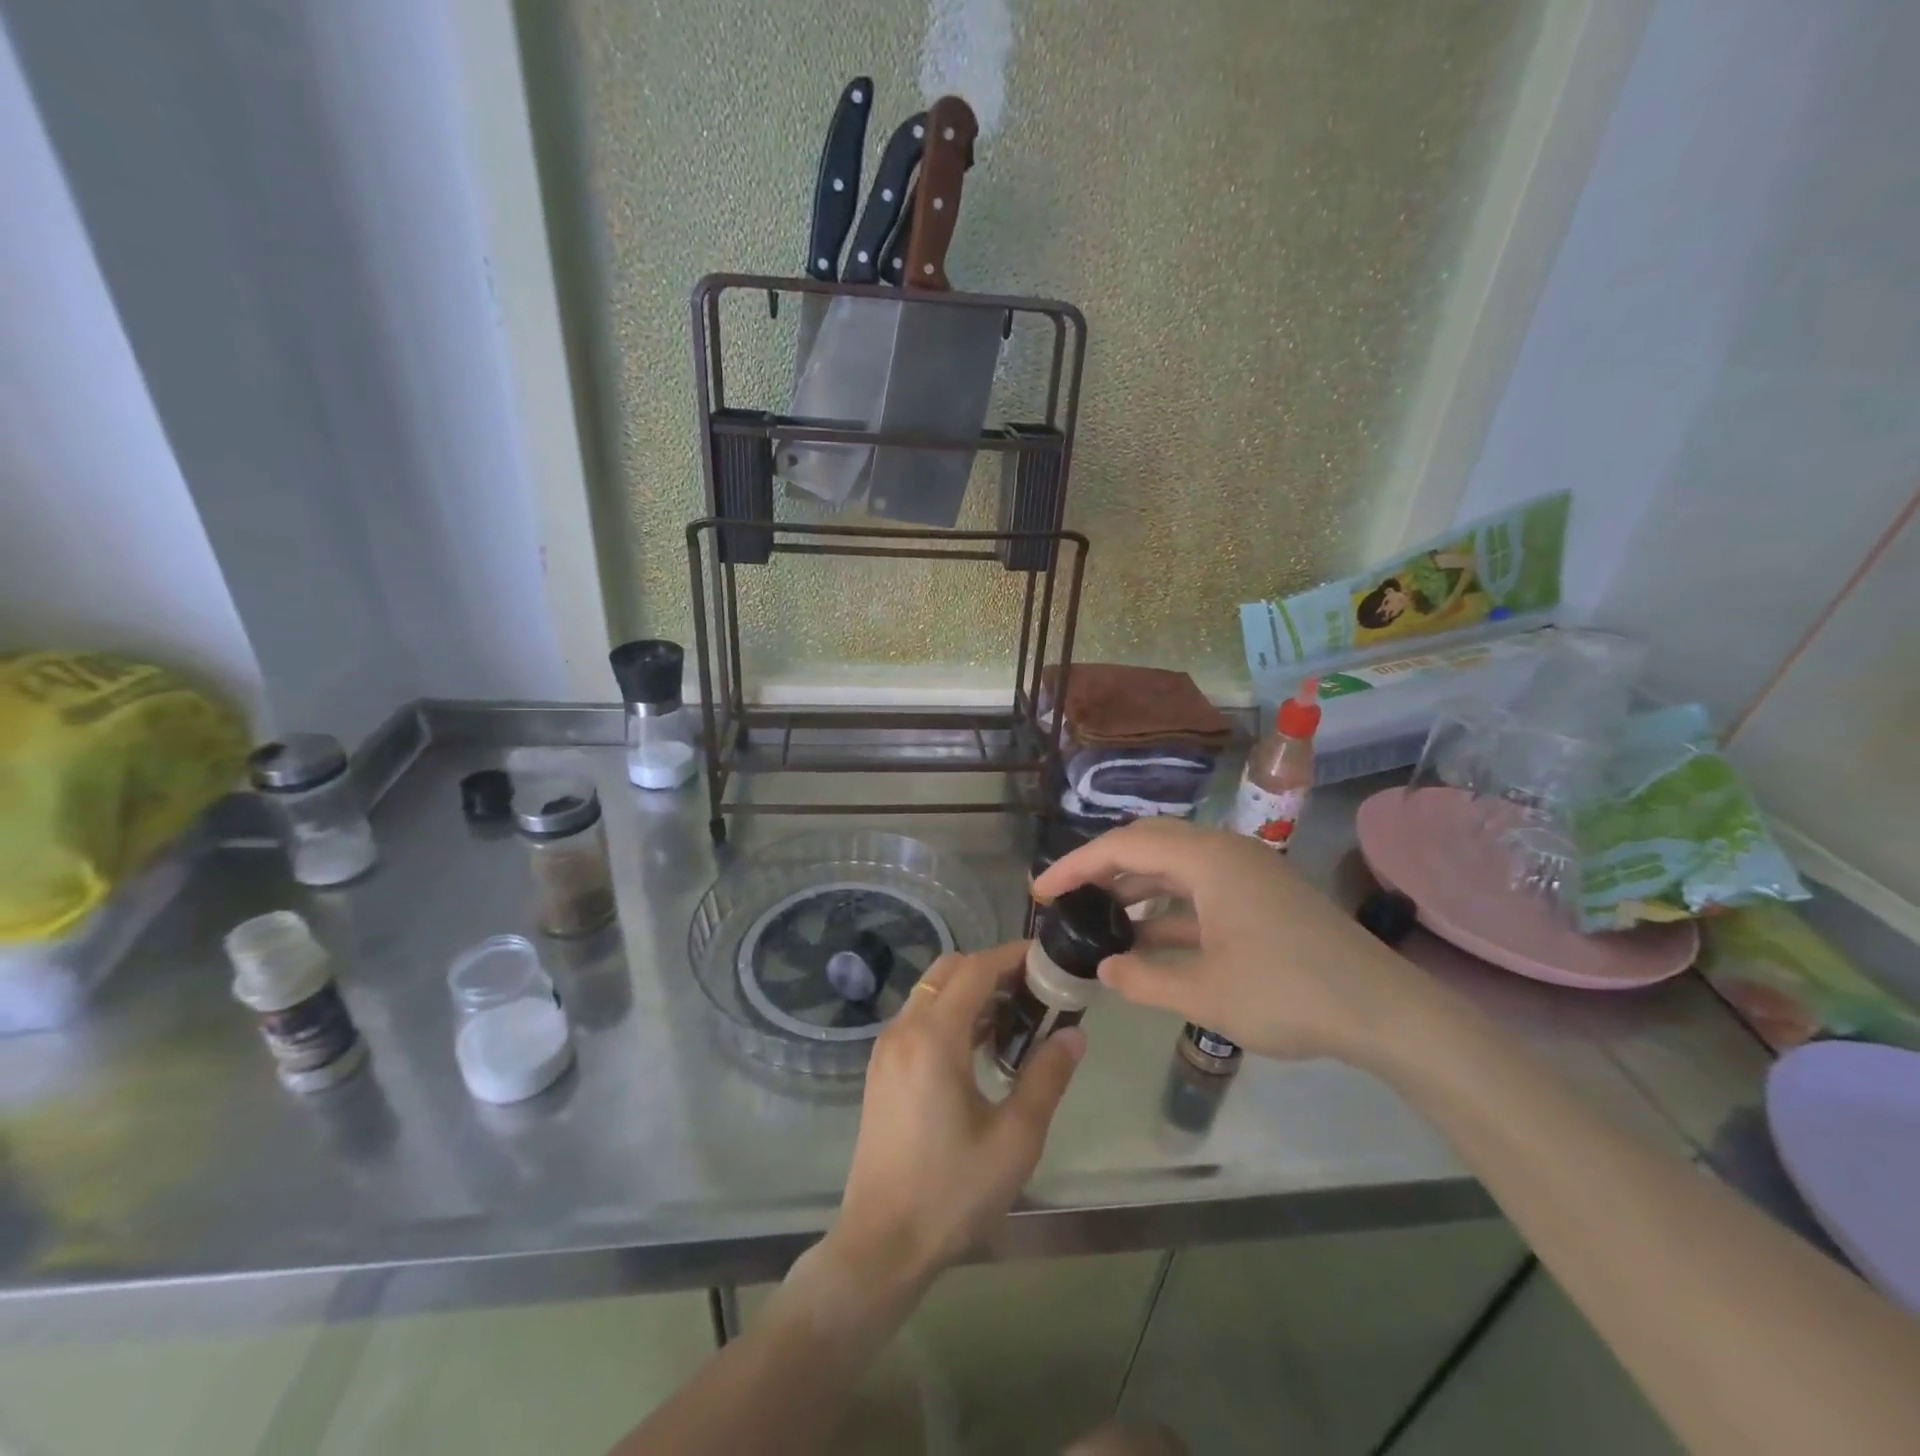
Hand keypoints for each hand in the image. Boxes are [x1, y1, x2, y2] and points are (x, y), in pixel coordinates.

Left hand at [822, 942, 1084, 1293]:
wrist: (881, 1243)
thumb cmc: (952, 1192)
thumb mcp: (1015, 1138)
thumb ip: (1046, 1078)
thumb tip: (1075, 1035)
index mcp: (934, 1038)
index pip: (975, 968)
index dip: (1012, 956)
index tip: (1048, 961)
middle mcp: (904, 1029)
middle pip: (950, 971)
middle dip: (992, 969)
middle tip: (1034, 992)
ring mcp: (887, 1048)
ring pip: (932, 992)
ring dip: (971, 992)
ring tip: (1015, 1019)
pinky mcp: (881, 1068)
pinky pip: (919, 1018)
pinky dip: (950, 1013)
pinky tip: (979, 1048)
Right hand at [1033, 818, 1428, 1067]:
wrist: (1385, 1013)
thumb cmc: (1290, 995)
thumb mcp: (1206, 993)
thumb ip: (1144, 978)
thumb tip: (1105, 968)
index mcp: (1208, 859)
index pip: (1123, 846)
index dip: (1075, 866)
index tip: (1040, 892)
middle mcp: (1224, 852)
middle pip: (1146, 844)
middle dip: (1100, 868)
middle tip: (1063, 897)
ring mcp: (1245, 873)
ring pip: (1173, 865)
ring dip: (1133, 886)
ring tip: (1096, 915)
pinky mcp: (1259, 896)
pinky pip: (1198, 888)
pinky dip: (1166, 906)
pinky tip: (1145, 936)